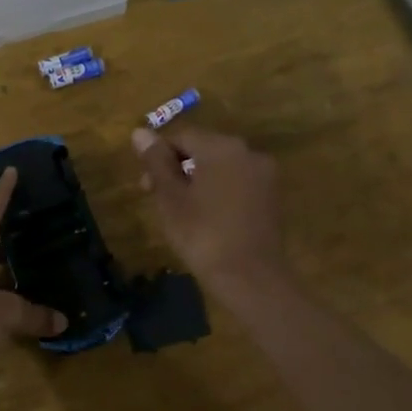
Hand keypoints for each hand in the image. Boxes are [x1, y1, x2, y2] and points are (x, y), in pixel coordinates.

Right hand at [132, 126, 289, 295]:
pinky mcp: (271, 197)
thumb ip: (156, 162)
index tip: (145, 185)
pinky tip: (207, 217)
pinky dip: (218, 192)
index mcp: (222, 147)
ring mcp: (264, 175)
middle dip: (178, 168)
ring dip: (197, 180)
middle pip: (203, 149)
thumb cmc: (203, 235)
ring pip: (221, 167)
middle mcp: (247, 152)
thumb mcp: (171, 198)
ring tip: (181, 211)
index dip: (159, 156)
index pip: (182, 136)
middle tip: (158, 199)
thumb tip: (140, 132)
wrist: (251, 279)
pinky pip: (237, 183)